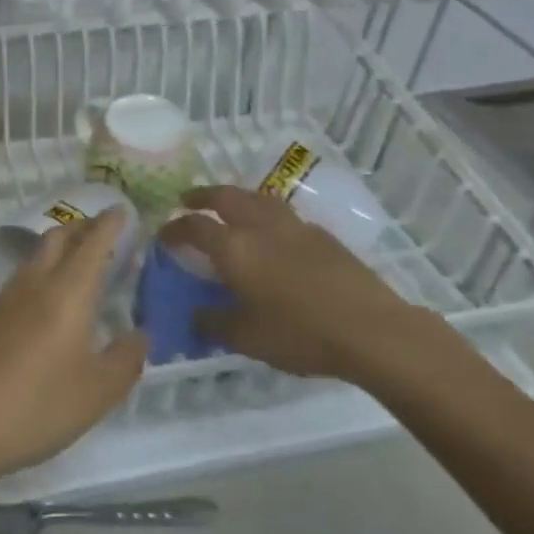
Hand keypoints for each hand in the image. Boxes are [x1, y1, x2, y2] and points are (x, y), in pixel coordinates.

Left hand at [0, 210, 146, 493]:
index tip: (123, 210)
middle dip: (83, 228)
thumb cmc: (37, 406)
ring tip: (80, 266)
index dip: (110, 224)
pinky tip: (47, 304)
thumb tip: (140, 333)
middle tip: (105, 233)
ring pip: (37, 256)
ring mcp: (5, 297)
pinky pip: (22, 280)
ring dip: (60, 249)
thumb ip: (125, 359)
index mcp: (68, 291)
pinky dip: (43, 274)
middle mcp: (35, 282)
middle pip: (59, 237)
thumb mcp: (97, 392)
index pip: (93, 242)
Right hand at [160, 185, 433, 383]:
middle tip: (188, 200)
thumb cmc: (300, 334)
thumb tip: (197, 315)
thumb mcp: (247, 338)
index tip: (163, 235)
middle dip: (202, 196)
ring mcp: (293, 226)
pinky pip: (283, 213)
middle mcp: (259, 226)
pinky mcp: (322, 234)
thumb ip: (214, 323)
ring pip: (256, 197)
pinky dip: (266, 213)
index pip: (194, 226)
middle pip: (224, 196)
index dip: (174, 228)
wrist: (371, 330)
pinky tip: (272, 232)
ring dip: (235, 196)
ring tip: (229, 205)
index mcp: (234, 248)